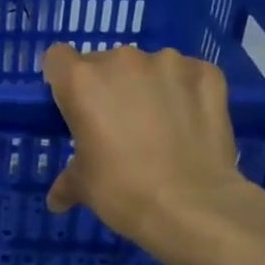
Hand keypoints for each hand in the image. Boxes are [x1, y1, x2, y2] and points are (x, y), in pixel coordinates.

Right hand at [42, 43, 243, 246]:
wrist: (191, 205)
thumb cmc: (122, 191)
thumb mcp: (83, 187)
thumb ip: (67, 181)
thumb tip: (57, 200)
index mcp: (82, 82)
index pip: (58, 59)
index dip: (63, 81)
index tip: (72, 105)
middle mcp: (123, 61)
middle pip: (106, 63)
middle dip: (108, 88)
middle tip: (117, 126)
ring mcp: (169, 63)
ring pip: (150, 67)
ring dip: (149, 88)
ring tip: (160, 127)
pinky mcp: (207, 73)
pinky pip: (188, 76)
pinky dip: (186, 93)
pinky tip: (189, 124)